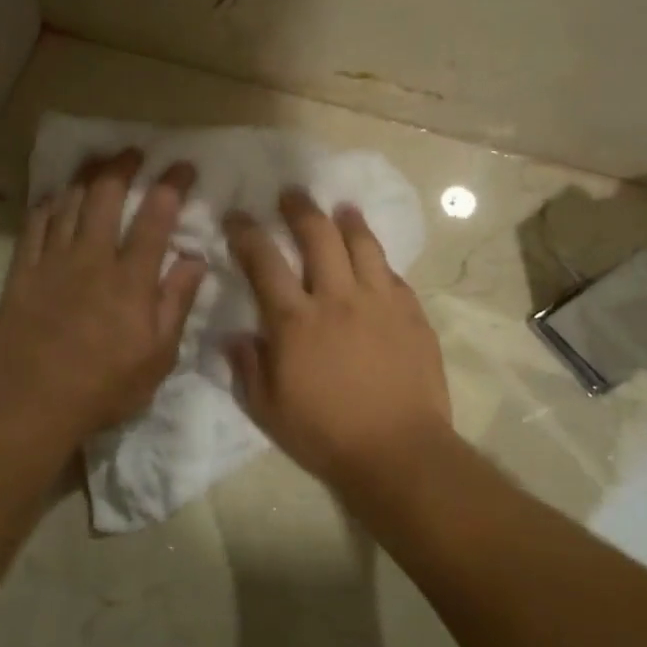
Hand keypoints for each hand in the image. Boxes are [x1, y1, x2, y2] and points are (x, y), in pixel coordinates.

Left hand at [0, 152, 206, 448]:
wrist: (29, 407)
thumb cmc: (102, 389)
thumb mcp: (157, 358)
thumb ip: (176, 303)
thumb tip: (196, 258)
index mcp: (130, 280)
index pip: (155, 218)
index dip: (171, 185)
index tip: (182, 167)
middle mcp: (91, 259)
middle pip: (105, 196)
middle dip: (122, 166)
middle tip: (134, 152)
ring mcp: (51, 263)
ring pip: (68, 203)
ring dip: (85, 177)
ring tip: (97, 161)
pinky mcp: (21, 273)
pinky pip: (34, 225)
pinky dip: (47, 205)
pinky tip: (54, 196)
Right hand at [224, 190, 451, 493]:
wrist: (398, 452)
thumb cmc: (324, 434)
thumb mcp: (267, 409)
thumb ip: (247, 367)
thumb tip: (235, 336)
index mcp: (294, 320)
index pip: (264, 260)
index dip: (246, 233)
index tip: (237, 217)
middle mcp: (336, 297)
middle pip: (318, 235)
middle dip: (300, 209)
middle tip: (291, 195)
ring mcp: (379, 302)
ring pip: (362, 244)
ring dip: (347, 221)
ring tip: (341, 208)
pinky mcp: (411, 314)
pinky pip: (393, 274)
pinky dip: (378, 260)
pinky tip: (374, 259)